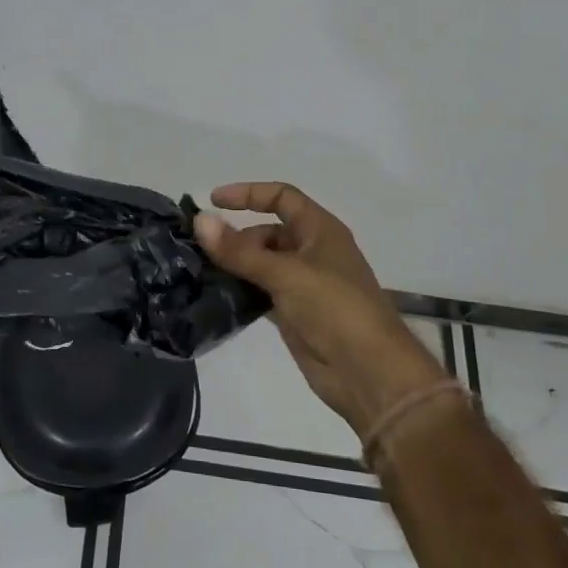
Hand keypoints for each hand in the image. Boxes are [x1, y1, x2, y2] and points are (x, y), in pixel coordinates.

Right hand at [195, 182, 446, 437]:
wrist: (369, 374)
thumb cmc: (335, 309)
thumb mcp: (285, 273)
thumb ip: (240, 250)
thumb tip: (199, 220)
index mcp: (320, 230)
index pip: (281, 197)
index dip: (248, 194)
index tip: (212, 202)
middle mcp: (312, 251)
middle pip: (267, 232)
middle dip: (235, 237)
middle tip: (200, 250)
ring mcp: (303, 284)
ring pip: (261, 264)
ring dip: (234, 265)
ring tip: (198, 271)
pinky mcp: (294, 313)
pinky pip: (260, 292)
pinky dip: (240, 290)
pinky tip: (214, 296)